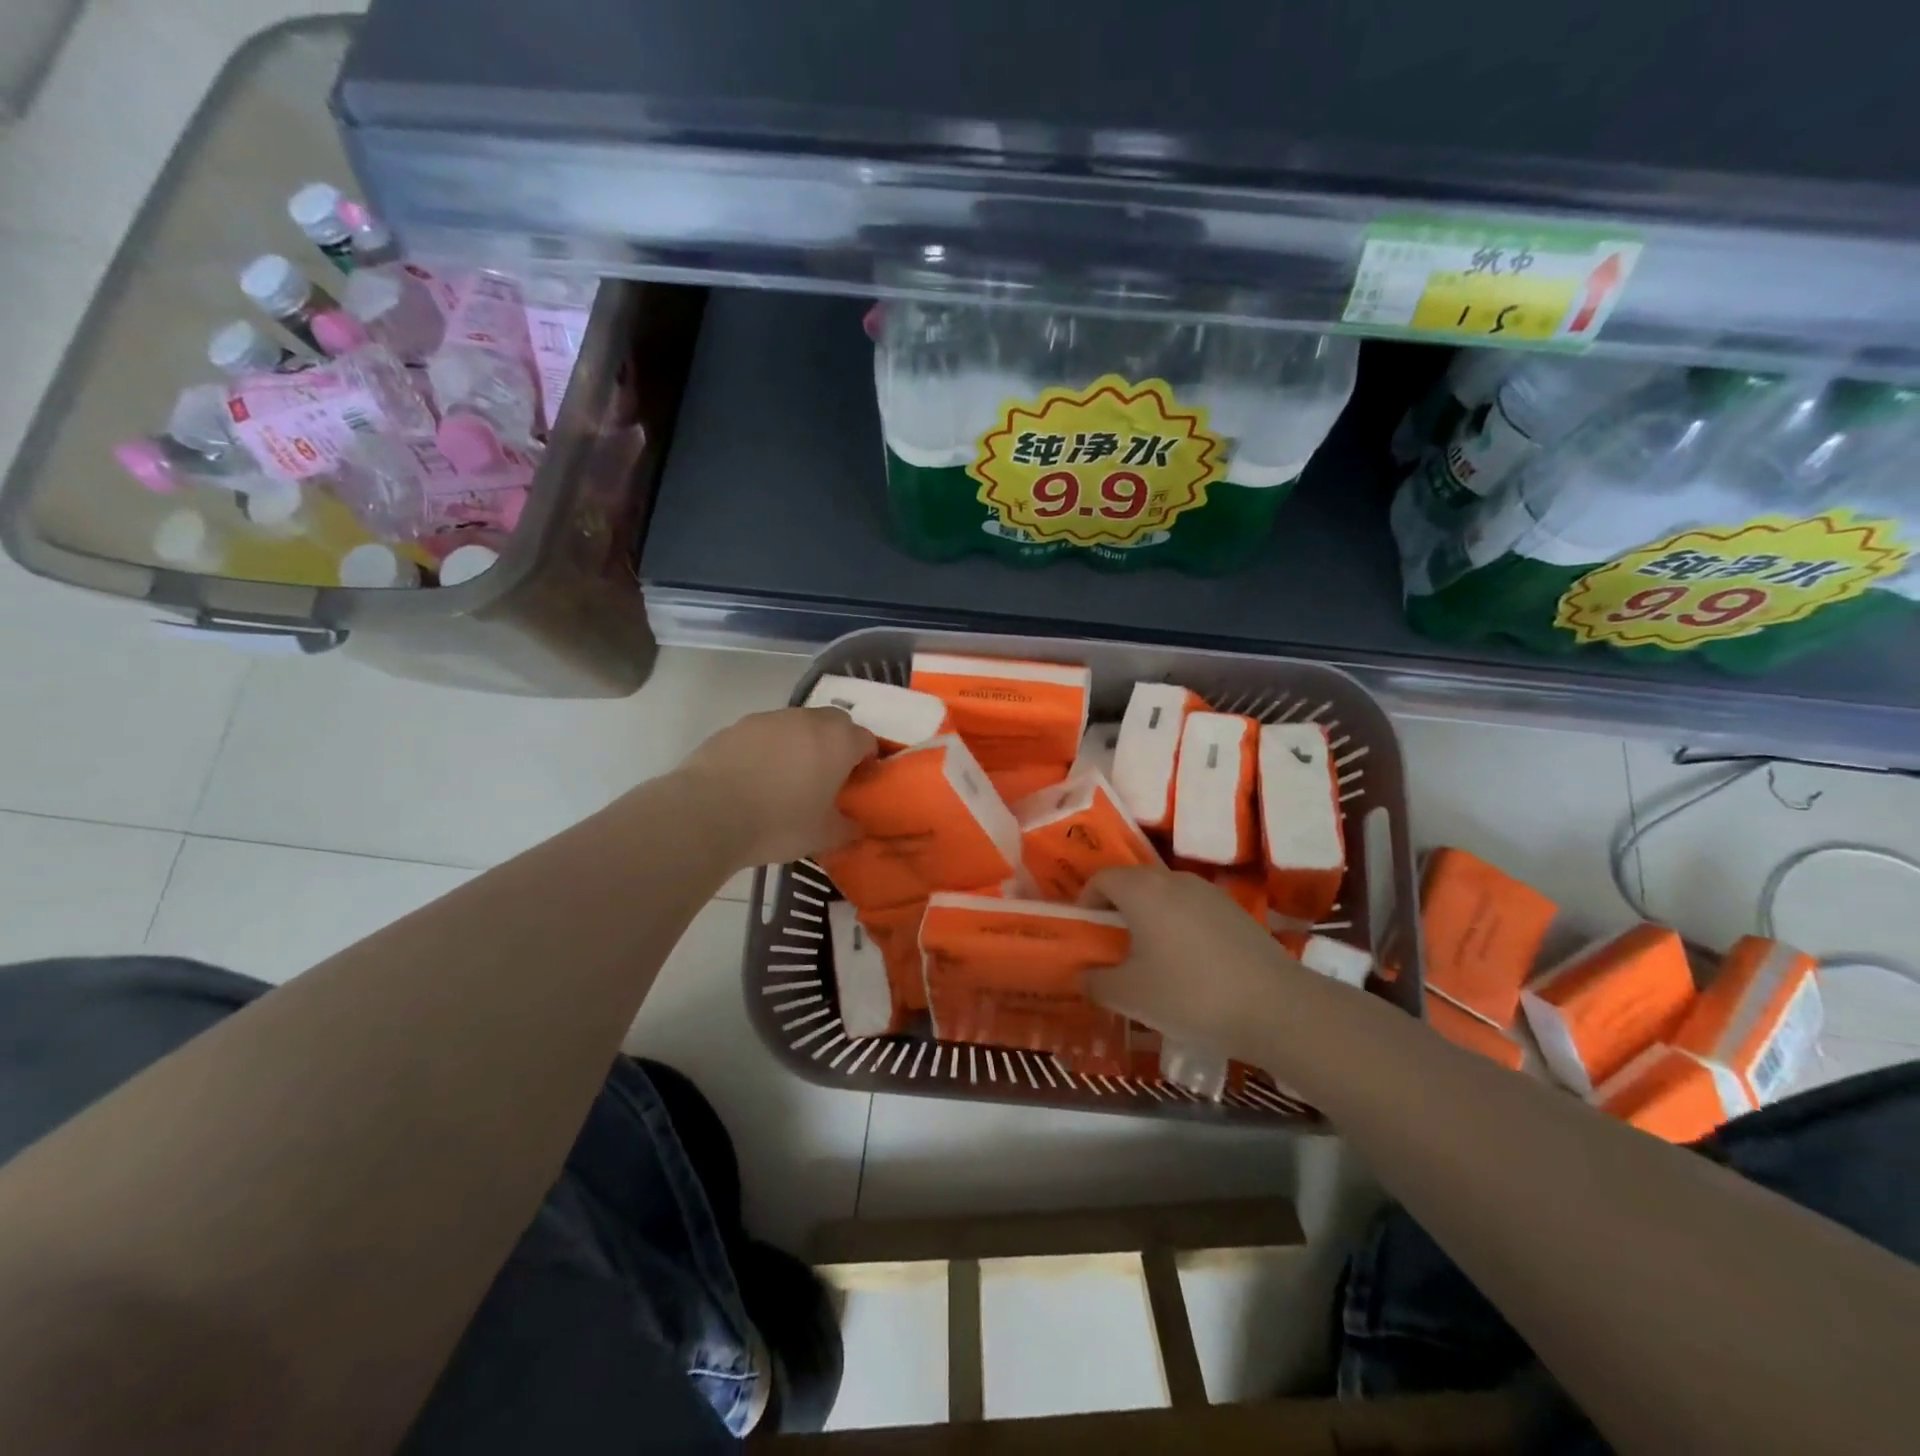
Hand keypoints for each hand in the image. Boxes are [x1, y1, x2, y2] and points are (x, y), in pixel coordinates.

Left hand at [675, 706, 877, 867]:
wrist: (706, 814)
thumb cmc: (778, 823)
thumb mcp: (823, 837)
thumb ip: (847, 829)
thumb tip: (855, 826)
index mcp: (838, 741)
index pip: (867, 740)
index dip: (867, 761)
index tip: (857, 785)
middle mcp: (807, 720)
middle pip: (833, 724)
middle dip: (835, 746)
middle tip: (825, 779)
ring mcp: (768, 719)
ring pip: (796, 727)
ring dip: (799, 746)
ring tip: (785, 782)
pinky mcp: (735, 727)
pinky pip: (763, 735)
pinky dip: (766, 751)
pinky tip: (753, 781)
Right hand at [1086, 867, 1310, 1067]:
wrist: (1275, 1007)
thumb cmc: (1190, 994)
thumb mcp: (1130, 996)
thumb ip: (1096, 982)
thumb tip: (1084, 975)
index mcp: (1142, 890)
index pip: (1101, 878)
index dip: (1086, 902)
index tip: (1086, 934)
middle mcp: (1174, 879)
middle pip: (1133, 883)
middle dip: (1117, 911)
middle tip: (1113, 949)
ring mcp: (1209, 893)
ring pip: (1165, 896)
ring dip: (1149, 919)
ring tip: (1151, 960)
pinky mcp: (1235, 911)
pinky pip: (1192, 910)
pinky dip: (1178, 927)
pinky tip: (1189, 967)